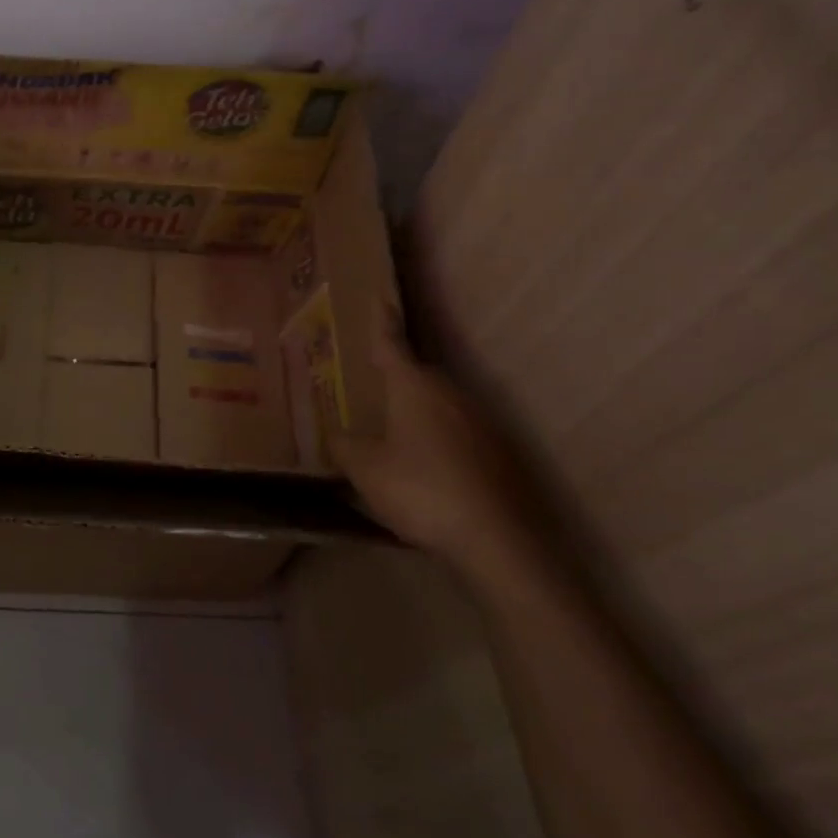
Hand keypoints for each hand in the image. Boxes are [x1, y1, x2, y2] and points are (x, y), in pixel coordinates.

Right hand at [338, 303, 541, 571]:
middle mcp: (451, 395)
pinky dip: (437, 440)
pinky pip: (457, 434)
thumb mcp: (365, 468)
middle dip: (395, 379)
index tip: (379, 297)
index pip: (393, 344)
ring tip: (392, 432)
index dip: (382, 322)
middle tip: (369, 386)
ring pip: (439, 406)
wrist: (497, 539)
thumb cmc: (420, 489)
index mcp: (414, 387)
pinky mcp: (499, 454)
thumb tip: (338, 436)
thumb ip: (346, 446)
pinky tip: (424, 468)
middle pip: (418, 376)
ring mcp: (481, 423)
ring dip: (416, 413)